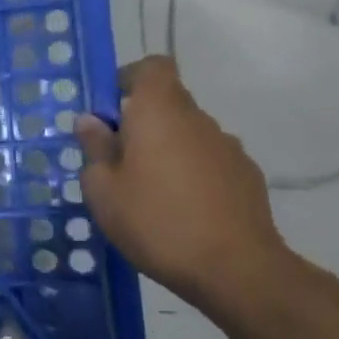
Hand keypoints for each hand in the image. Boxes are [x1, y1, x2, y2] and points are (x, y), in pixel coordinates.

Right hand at [75, 57, 291, 311]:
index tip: (110, 108)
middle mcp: (198, 120)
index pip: (152, 67)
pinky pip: (208, 162)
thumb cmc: (156, 221)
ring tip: (148, 193)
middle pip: (168, 103)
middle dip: (140, 122)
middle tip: (116, 161)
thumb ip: (95, 148)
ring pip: (188, 135)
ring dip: (166, 150)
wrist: (237, 270)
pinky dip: (191, 174)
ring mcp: (228, 149)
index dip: (129, 78)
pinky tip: (180, 211)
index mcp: (160, 112)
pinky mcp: (248, 178)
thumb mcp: (103, 189)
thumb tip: (91, 121)